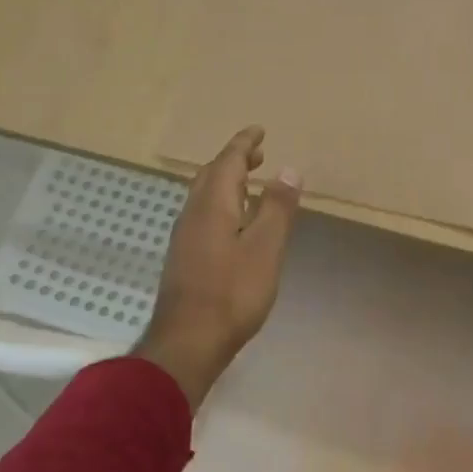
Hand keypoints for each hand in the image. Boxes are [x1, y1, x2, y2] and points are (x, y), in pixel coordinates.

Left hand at [137, 126, 301, 406]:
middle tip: (258, 154)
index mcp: (212, 204)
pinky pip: (203, 214)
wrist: (187, 341)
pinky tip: (234, 222)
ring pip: (204, 196)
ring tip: (250, 183)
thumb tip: (288, 169)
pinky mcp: (184, 257)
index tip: (259, 130)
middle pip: (211, 175)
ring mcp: (185, 236)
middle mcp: (193, 213)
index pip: (228, 161)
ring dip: (227, 182)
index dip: (243, 144)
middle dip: (234, 160)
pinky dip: (222, 203)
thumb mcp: (266, 248)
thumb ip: (277, 208)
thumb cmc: (232, 292)